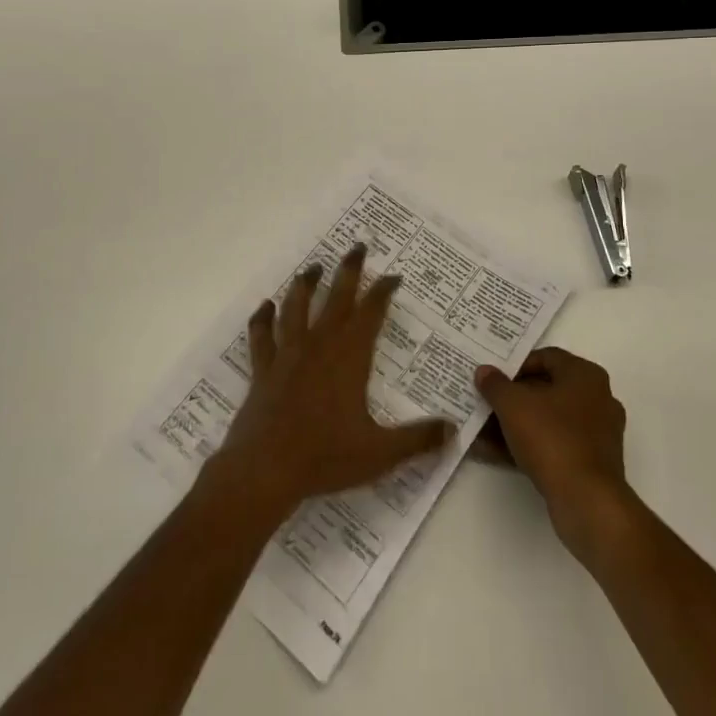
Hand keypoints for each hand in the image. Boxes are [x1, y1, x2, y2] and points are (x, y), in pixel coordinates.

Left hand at [208, 244, 454, 519]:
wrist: (265, 469)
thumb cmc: (325, 457)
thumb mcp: (380, 453)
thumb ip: (418, 439)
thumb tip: (454, 429)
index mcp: (350, 357)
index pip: (371, 312)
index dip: (384, 291)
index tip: (394, 276)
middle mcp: (319, 345)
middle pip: (336, 297)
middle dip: (349, 270)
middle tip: (357, 246)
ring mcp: (288, 354)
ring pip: (296, 307)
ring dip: (306, 284)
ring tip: (313, 267)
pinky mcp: (263, 369)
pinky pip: (262, 336)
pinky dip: (263, 319)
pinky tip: (265, 307)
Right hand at [473, 347, 632, 560]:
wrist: (587, 501)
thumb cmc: (552, 438)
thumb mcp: (513, 405)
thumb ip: (495, 384)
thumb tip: (484, 371)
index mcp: (585, 375)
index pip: (546, 357)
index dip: (515, 366)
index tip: (493, 379)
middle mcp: (597, 398)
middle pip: (546, 389)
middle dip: (513, 398)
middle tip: (486, 403)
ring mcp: (597, 433)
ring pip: (549, 420)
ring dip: (517, 424)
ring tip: (484, 431)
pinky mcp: (592, 463)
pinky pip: (555, 445)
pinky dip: (529, 446)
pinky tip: (498, 453)